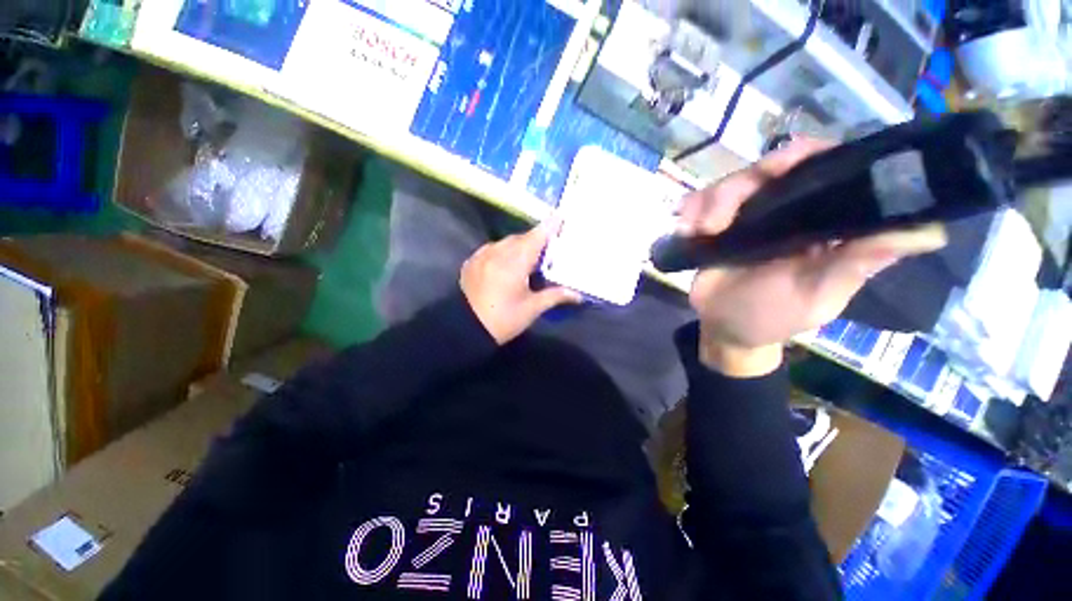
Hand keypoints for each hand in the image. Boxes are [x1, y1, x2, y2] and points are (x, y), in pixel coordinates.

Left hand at [461, 219, 581, 344]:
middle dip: (535, 239)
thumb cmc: (502, 319)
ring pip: (506, 242)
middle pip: (521, 238)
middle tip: (548, 246)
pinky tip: (507, 262)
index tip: (559, 215)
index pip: (536, 238)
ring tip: (528, 257)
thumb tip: (578, 294)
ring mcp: (482, 255)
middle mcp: (498, 252)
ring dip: (519, 245)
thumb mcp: (531, 309)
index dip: (549, 226)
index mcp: (515, 262)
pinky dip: (503, 250)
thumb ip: (555, 296)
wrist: (464, 328)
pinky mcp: (472, 262)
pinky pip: (492, 248)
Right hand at [680, 138, 947, 376]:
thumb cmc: (773, 316)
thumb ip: (858, 264)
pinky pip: (699, 203)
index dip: (806, 156)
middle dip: (738, 187)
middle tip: (717, 219)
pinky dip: (690, 211)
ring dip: (709, 204)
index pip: (824, 168)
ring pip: (729, 184)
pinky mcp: (714, 225)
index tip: (781, 166)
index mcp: (822, 220)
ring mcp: (746, 216)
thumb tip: (931, 232)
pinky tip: (686, 231)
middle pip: (766, 170)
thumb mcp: (818, 296)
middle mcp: (786, 209)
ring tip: (699, 232)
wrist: (724, 328)